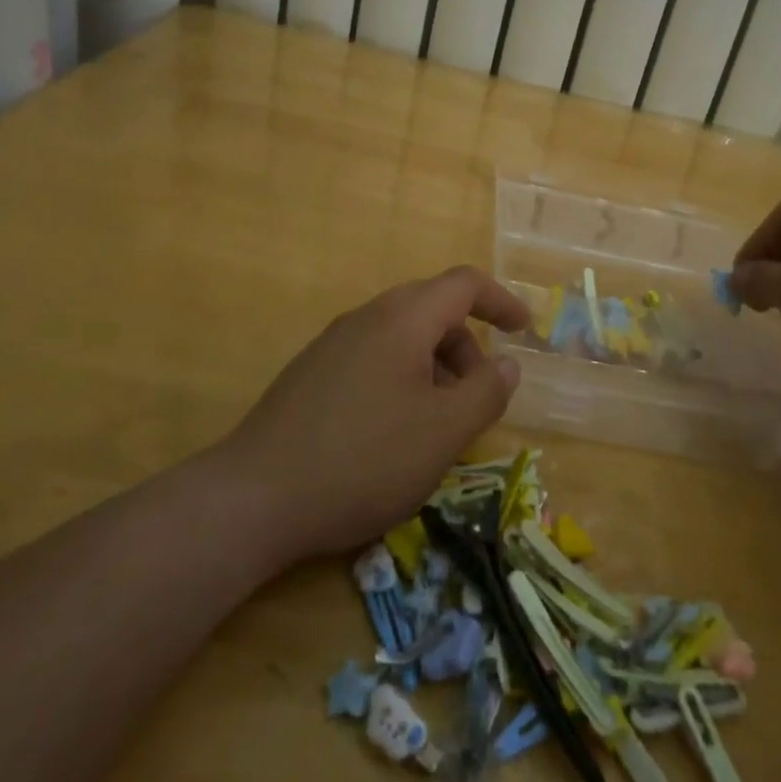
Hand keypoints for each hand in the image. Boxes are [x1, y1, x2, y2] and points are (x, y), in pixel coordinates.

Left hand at [220, 266, 529, 562]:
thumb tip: (507, 364)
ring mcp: (333, 344)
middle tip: (478, 395)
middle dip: (467, 345)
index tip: (525, 331)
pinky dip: (402, 377)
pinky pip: (373, 357)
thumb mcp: (443, 432)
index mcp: (403, 319)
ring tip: (437, 423)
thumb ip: (486, 392)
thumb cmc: (364, 459)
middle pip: (432, 309)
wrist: (255, 497)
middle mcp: (366, 318)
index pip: (464, 284)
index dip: (500, 301)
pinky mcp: (311, 373)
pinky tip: (392, 431)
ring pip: (401, 336)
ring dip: (434, 365)